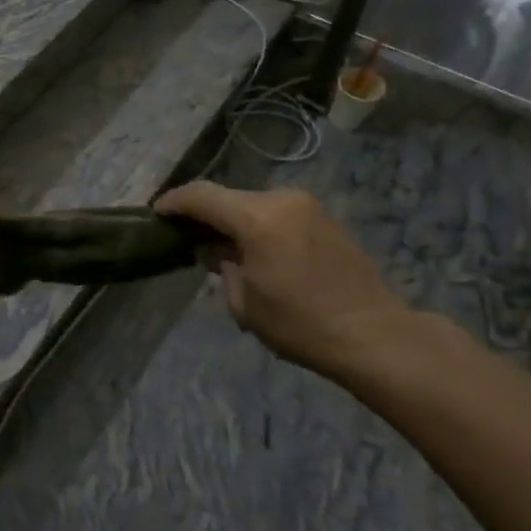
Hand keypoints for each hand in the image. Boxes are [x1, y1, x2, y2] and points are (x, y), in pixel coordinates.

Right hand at [155, 181, 412, 380]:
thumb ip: (223, 267)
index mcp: (258, 218)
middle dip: (205, 213)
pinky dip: (258, 223)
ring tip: (221, 246)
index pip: (202, 196)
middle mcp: (281, 200)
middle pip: (228, 196)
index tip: (157, 212)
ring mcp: (307, 205)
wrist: (374, 335)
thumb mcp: (245, 303)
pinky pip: (277, 212)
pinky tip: (254, 248)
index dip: (174, 201)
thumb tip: (218, 251)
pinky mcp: (324, 217)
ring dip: (233, 219)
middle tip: (187, 235)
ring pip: (253, 203)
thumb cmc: (301, 325)